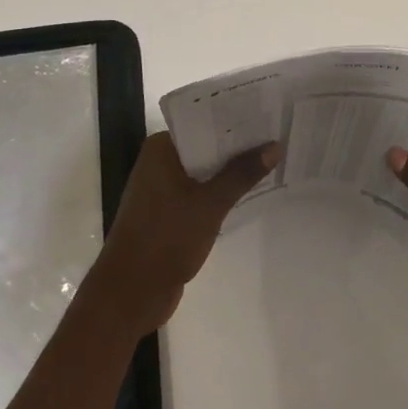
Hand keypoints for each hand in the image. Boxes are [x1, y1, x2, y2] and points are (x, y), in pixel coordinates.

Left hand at [83, 132, 278, 335]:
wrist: (130, 294)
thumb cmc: (166, 238)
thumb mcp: (210, 204)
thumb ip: (242, 174)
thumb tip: (274, 146)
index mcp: (161, 150)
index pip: (202, 122)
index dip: (234, 118)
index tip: (267, 113)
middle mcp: (159, 163)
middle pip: (205, 147)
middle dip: (238, 146)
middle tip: (277, 136)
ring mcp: (162, 190)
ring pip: (205, 172)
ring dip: (232, 171)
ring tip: (272, 160)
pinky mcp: (168, 215)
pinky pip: (200, 194)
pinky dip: (221, 193)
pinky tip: (251, 192)